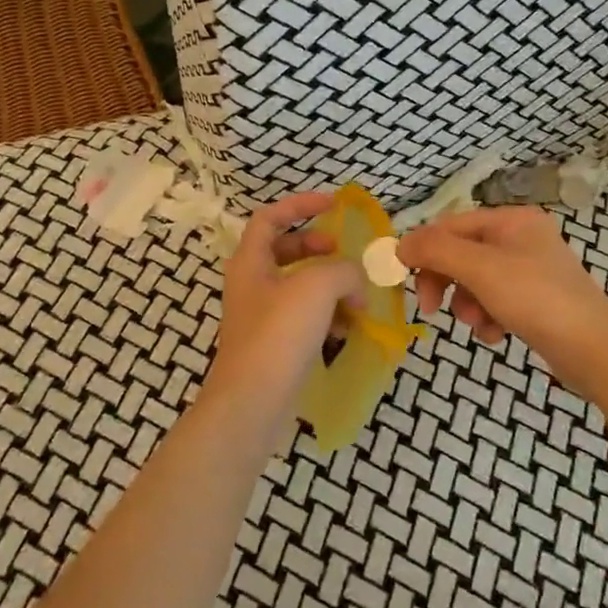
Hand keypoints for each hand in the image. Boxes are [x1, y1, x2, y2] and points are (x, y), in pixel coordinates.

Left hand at [201, 193, 364, 424]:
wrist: (253, 403)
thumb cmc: (279, 334)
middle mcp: (252, 284)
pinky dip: (328, 316)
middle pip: (286, 250)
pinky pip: (305, 318)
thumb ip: (343, 269)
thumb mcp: (317, 286)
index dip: (301, 204)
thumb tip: (355, 279)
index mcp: (251, 261)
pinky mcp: (275, 345)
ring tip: (357, 296)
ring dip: (330, 285)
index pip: (270, 217)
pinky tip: (348, 329)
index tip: (334, 205)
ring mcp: (262, 316)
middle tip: (345, 254)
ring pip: (299, 286)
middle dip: (320, 248)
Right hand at [398, 206, 607, 390]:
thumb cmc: (536, 299)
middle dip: (447, 281)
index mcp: (513, 220)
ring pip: (477, 282)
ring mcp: (532, 271)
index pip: (452, 225)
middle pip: (463, 254)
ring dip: (468, 305)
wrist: (595, 350)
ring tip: (479, 325)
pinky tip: (497, 335)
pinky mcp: (538, 301)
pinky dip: (489, 318)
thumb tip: (400, 244)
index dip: (425, 249)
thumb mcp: (480, 269)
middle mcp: (523, 238)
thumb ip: (436, 251)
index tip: (403, 278)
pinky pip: (497, 302)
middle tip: (431, 308)